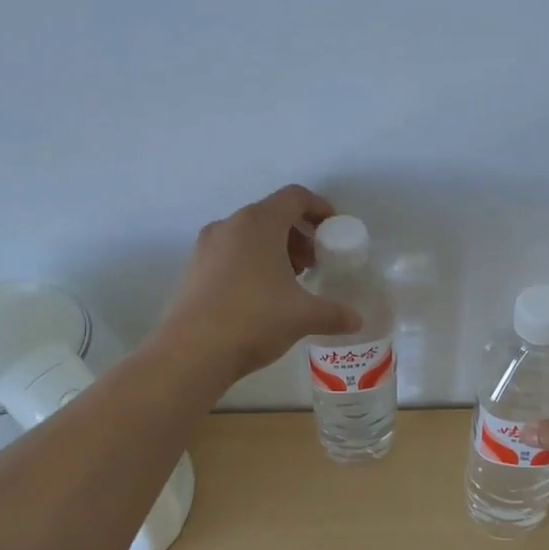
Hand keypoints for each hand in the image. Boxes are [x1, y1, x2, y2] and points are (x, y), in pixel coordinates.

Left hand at [157, 185, 363, 383]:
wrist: (192, 352)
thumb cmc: (254, 320)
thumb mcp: (303, 316)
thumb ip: (335, 313)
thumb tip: (357, 320)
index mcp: (259, 223)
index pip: (295, 197)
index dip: (319, 208)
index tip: (333, 231)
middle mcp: (230, 225)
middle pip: (271, 214)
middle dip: (298, 233)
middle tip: (314, 262)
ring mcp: (206, 246)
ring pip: (249, 234)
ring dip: (275, 248)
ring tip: (291, 280)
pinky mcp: (193, 268)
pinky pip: (230, 252)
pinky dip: (251, 261)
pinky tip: (262, 295)